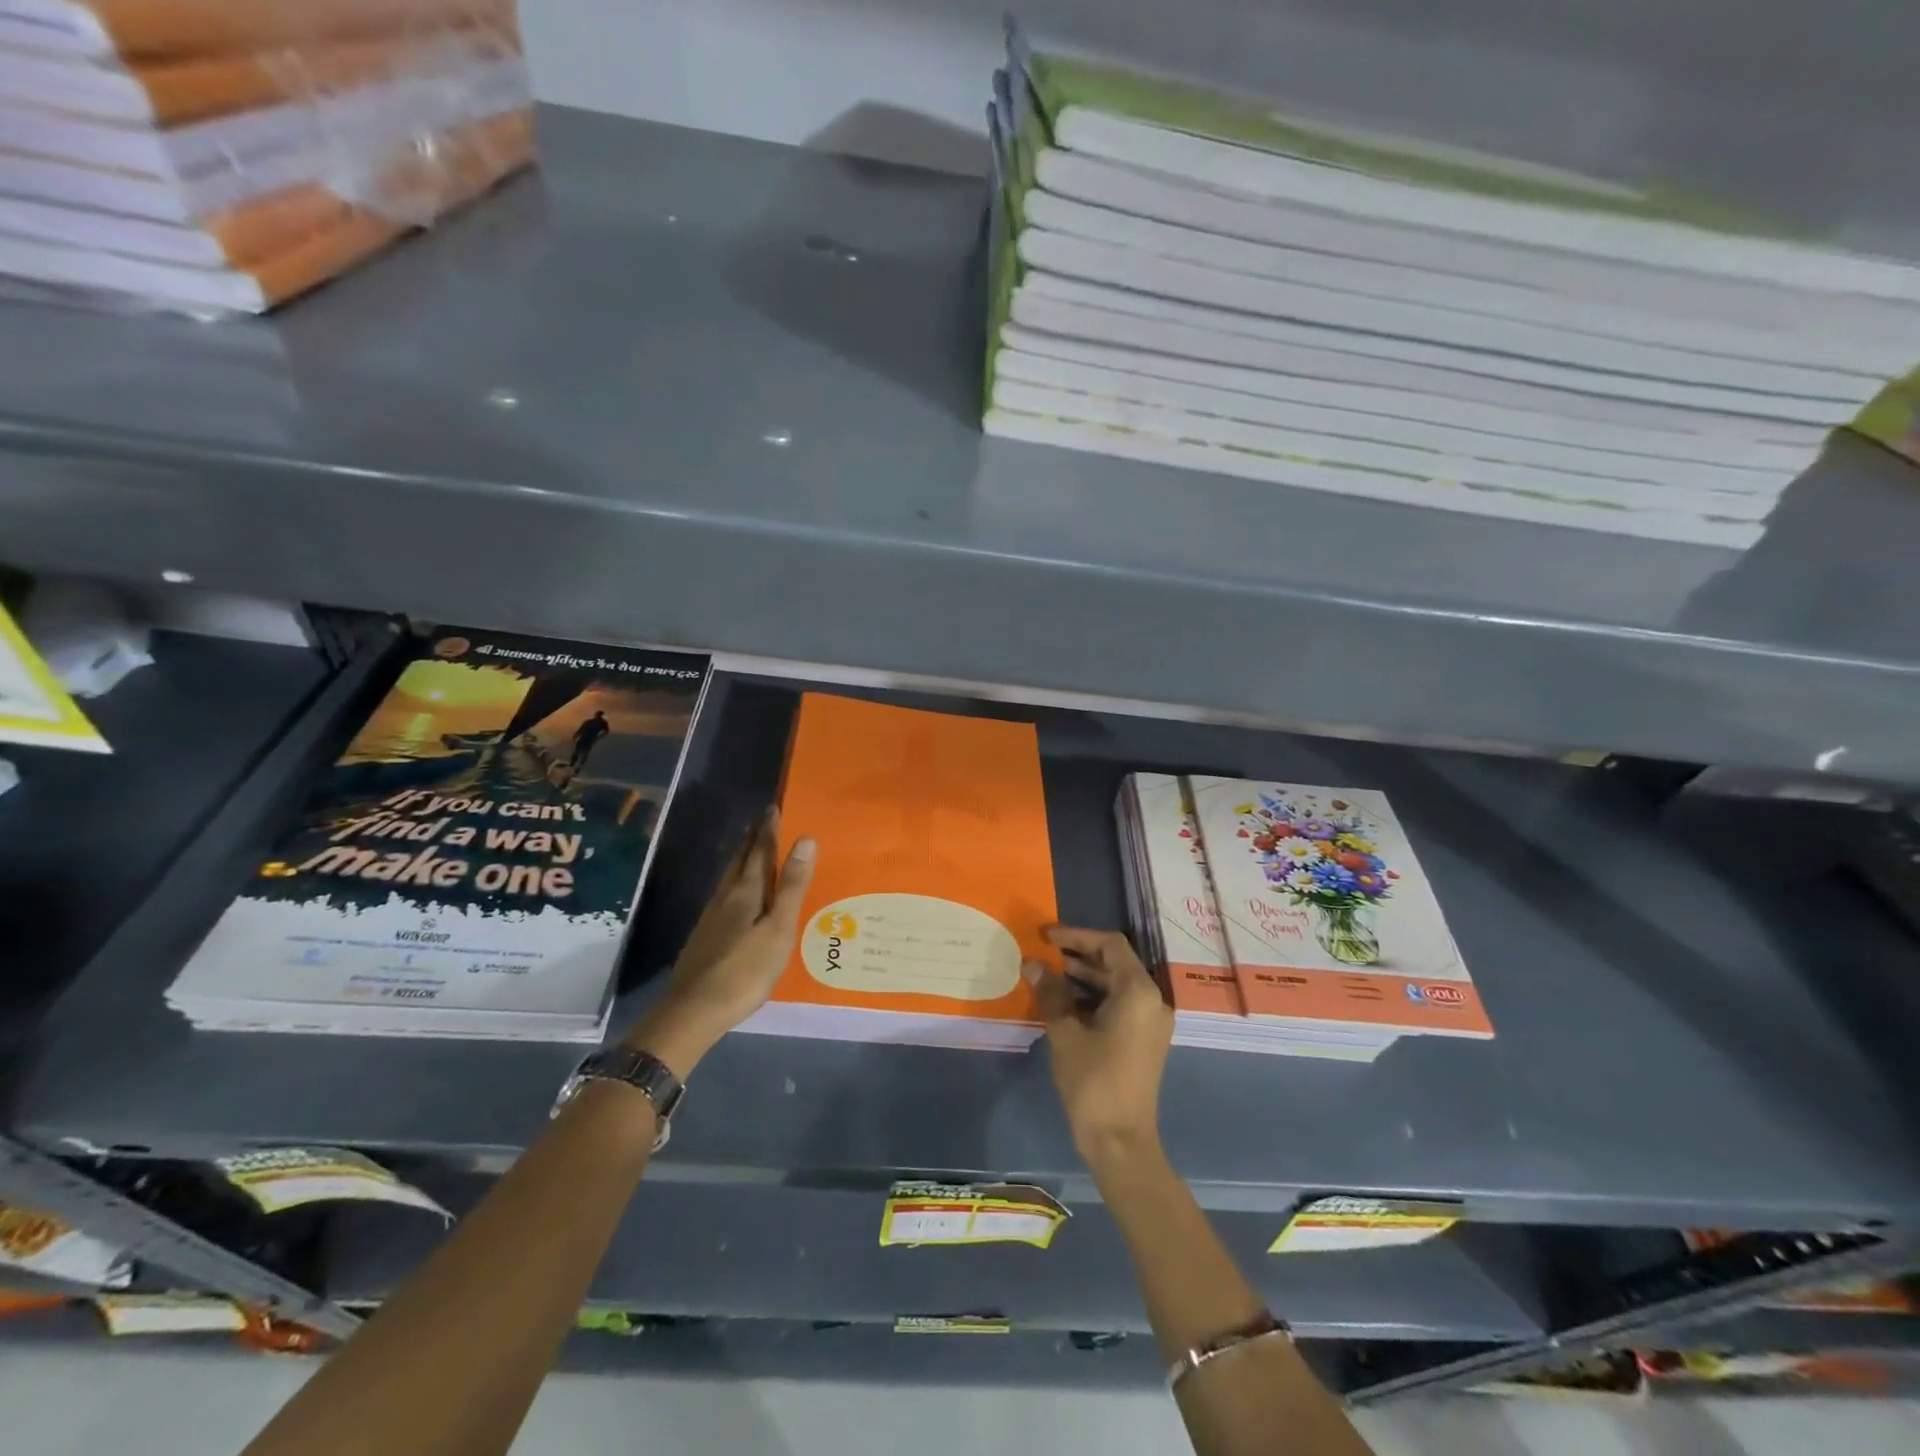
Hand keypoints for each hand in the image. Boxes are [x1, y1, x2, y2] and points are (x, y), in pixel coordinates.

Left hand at [622, 809, 815, 1077]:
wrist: (694, 1010)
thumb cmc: (745, 970)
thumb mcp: (778, 929)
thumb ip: (792, 886)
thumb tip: (804, 840)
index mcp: (746, 893)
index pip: (759, 852)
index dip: (768, 830)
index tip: (773, 807)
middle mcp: (725, 897)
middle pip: (739, 861)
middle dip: (752, 840)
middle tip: (761, 821)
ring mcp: (710, 917)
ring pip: (728, 878)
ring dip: (741, 860)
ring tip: (750, 851)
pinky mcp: (704, 936)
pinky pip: (723, 896)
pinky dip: (735, 884)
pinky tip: (735, 896)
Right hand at [1024, 926, 1172, 1164]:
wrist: (1121, 1142)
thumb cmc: (1094, 1082)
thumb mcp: (1065, 1033)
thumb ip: (1050, 993)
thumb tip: (1032, 964)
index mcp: (1138, 992)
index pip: (1110, 944)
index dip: (1077, 935)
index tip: (1046, 937)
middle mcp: (1152, 1001)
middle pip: (1115, 962)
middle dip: (1078, 955)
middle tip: (1042, 954)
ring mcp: (1151, 1022)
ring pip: (1116, 984)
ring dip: (1084, 977)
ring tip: (1047, 975)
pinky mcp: (1144, 1040)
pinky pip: (1119, 1005)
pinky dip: (1093, 997)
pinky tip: (1063, 1002)